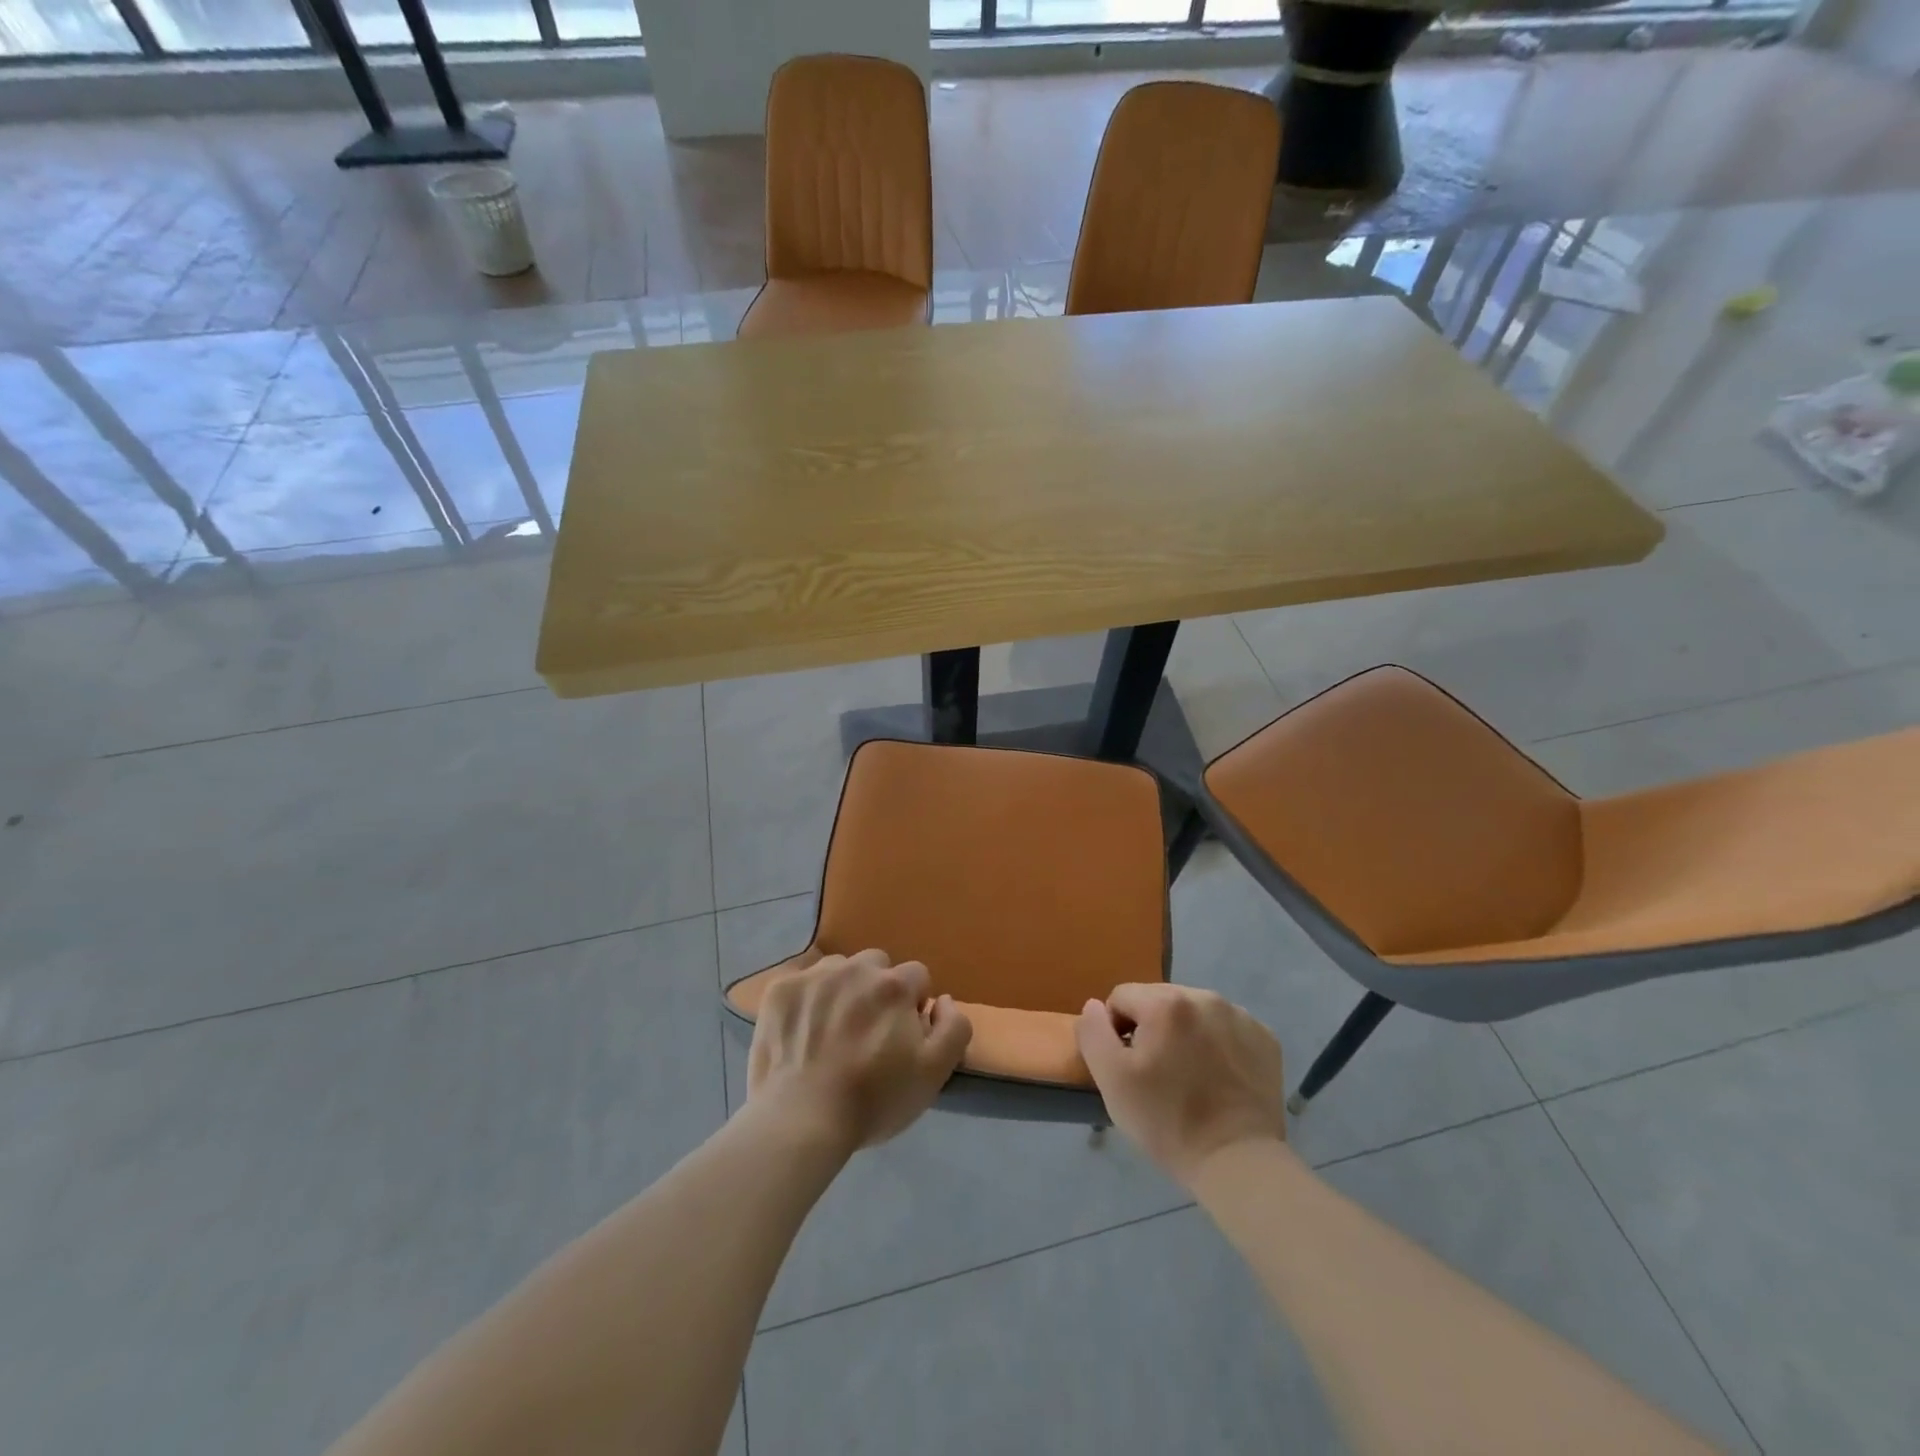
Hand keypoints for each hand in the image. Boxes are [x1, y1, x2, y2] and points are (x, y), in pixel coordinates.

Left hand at [747, 950, 972, 1152]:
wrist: (801, 1121)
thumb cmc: (873, 1100)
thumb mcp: (934, 1072)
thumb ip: (954, 1027)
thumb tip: (943, 1000)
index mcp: (894, 985)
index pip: (917, 977)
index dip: (913, 1005)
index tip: (901, 1035)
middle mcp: (856, 968)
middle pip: (877, 966)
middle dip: (878, 990)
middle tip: (867, 1031)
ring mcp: (814, 976)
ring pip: (839, 969)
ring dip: (842, 990)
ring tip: (832, 1031)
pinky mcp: (780, 990)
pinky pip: (803, 982)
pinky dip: (806, 1000)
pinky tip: (802, 1031)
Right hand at [1076, 984, 1285, 1186]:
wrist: (1238, 1162)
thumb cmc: (1167, 1120)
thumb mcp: (1112, 1080)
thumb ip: (1093, 1033)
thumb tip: (1094, 1006)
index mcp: (1165, 1002)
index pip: (1121, 998)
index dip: (1116, 1031)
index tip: (1128, 1067)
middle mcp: (1204, 996)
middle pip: (1159, 1000)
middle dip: (1152, 1028)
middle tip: (1156, 1074)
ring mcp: (1240, 1015)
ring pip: (1193, 1012)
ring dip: (1184, 1033)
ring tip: (1188, 1076)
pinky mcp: (1265, 1038)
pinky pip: (1226, 1028)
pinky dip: (1217, 1044)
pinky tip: (1218, 1077)